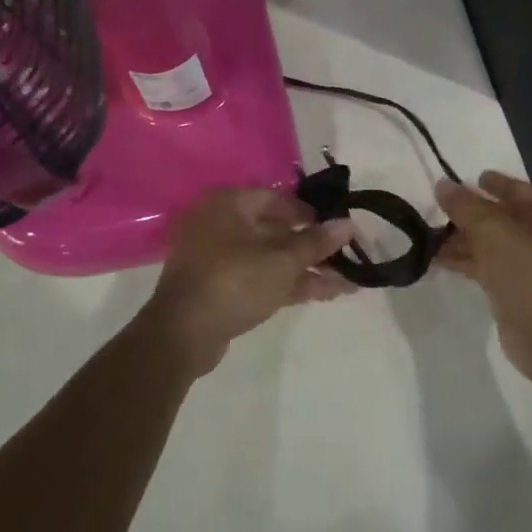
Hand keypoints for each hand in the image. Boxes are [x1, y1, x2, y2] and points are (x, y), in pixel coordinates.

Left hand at [140, 188, 355, 376]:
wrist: (183, 334)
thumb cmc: (234, 281)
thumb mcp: (282, 261)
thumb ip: (316, 242)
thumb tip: (348, 225)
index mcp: (228, 204)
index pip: (276, 198)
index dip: (309, 212)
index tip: (335, 226)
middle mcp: (220, 224)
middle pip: (274, 230)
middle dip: (312, 247)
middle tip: (345, 256)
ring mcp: (217, 258)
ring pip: (270, 258)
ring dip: (306, 269)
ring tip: (346, 282)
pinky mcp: (220, 288)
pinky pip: (260, 277)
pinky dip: (288, 284)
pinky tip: (324, 294)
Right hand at [435, 171, 531, 382]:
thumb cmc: (529, 271)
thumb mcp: (493, 229)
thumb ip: (465, 206)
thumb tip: (441, 184)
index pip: (516, 189)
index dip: (491, 183)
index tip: (464, 179)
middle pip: (501, 217)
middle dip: (469, 214)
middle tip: (436, 209)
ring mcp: (530, 266)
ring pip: (491, 244)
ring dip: (462, 240)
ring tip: (428, 235)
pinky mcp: (515, 291)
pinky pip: (485, 268)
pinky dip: (465, 261)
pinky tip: (438, 259)